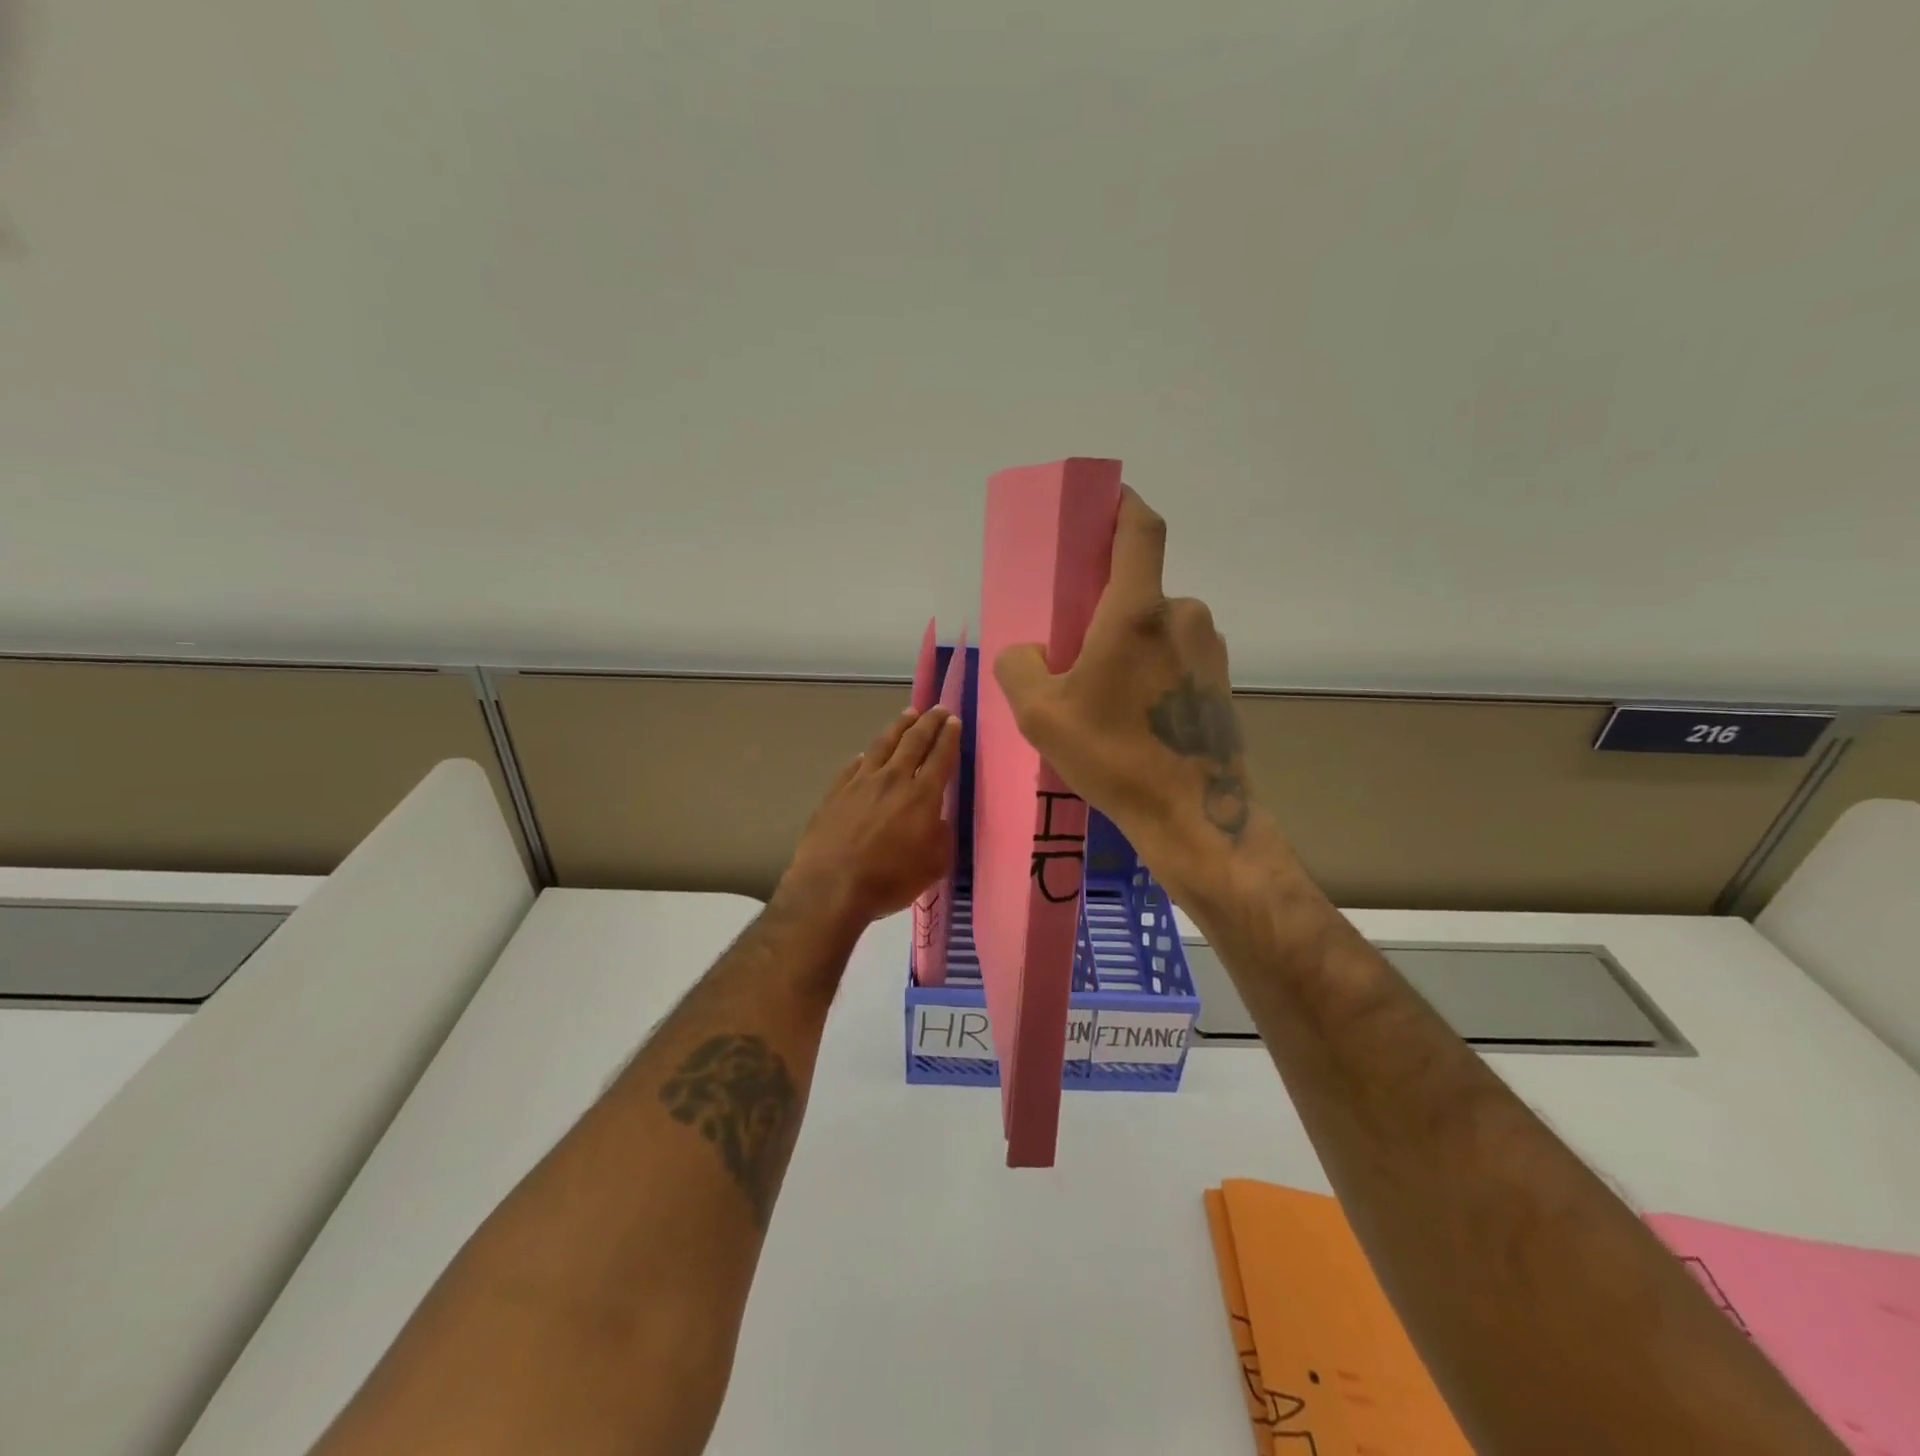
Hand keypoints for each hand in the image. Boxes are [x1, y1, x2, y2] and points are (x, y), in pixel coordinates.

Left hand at [776, 706, 963, 930]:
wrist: (831, 886)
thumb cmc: (890, 880)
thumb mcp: (934, 865)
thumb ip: (941, 836)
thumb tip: (938, 819)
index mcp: (922, 796)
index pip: (940, 757)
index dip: (949, 737)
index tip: (954, 720)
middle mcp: (893, 779)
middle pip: (914, 741)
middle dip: (928, 723)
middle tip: (938, 709)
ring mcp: (861, 782)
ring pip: (883, 744)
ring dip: (899, 727)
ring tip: (908, 714)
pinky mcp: (836, 792)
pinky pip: (854, 765)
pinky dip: (866, 756)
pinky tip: (867, 754)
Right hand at [993, 488, 1256, 891]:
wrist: (1194, 816)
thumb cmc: (1114, 756)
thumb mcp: (1039, 713)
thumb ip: (1018, 665)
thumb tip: (1030, 651)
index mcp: (1137, 611)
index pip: (1140, 528)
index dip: (1122, 503)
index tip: (1102, 500)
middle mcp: (1183, 616)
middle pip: (1137, 588)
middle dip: (1104, 604)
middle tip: (1073, 648)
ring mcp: (1209, 649)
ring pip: (1156, 626)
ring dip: (1127, 642)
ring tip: (1101, 694)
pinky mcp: (1220, 680)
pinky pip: (1175, 655)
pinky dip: (1150, 667)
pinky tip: (1132, 714)